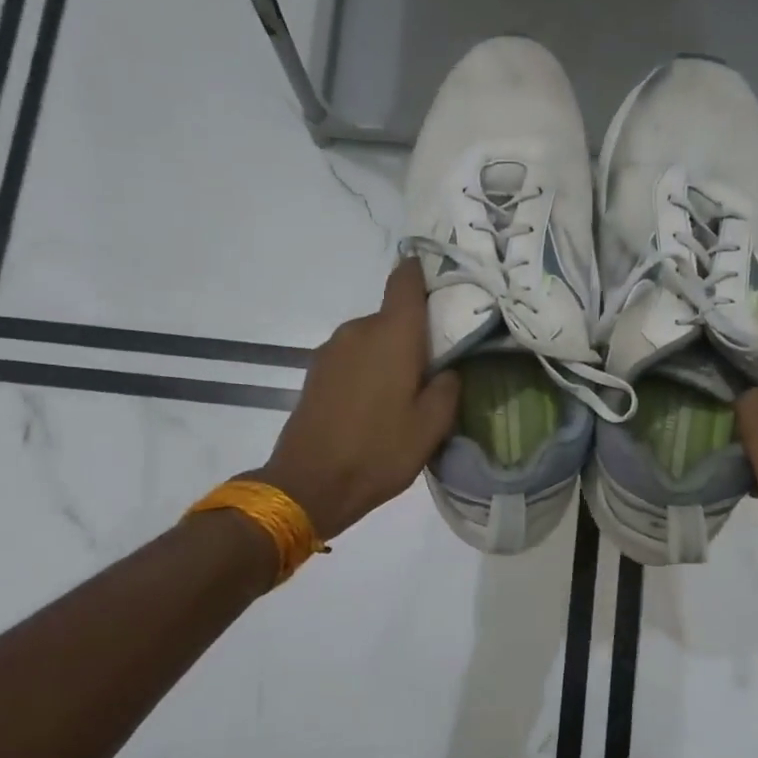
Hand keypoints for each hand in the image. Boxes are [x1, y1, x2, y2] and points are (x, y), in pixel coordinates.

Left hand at [251, 259, 459, 539]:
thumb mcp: (431, 428)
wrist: (309, 485)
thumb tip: (447, 369)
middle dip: (415, 335)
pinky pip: (354, 357)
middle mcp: (358, 330)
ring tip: (406, 394)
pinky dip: (370, 370)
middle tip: (437, 368)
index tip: (445, 284)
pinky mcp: (316, 372)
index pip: (406, 279)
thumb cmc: (378, 452)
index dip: (425, 273)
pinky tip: (377, 405)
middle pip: (393, 316)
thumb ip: (448, 388)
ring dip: (391, 356)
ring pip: (373, 339)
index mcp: (391, 334)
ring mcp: (332, 350)